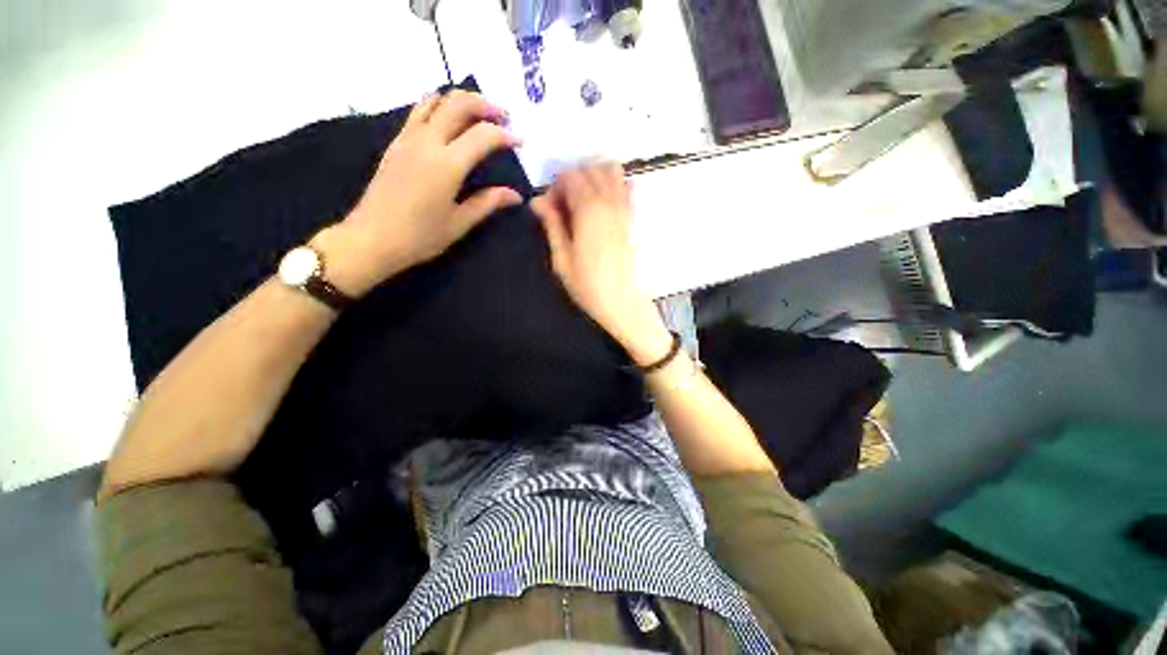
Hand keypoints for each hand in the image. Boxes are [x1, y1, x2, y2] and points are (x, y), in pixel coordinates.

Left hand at [314, 90, 523, 296]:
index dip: (506, 135)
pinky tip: (449, 121)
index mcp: (447, 165)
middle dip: (486, 105)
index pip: (483, 135)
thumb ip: (488, 203)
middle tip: (504, 117)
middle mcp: (427, 142)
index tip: (521, 142)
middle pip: (458, 104)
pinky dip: (439, 106)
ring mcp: (408, 138)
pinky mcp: (396, 143)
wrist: (372, 238)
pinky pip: (419, 111)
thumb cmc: (420, 236)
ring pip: (436, 100)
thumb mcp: (460, 223)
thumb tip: (515, 195)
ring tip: (480, 115)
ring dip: (462, 101)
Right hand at [532, 163, 672, 364]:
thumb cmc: (589, 286)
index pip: (569, 176)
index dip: (555, 187)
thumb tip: (537, 200)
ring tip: (584, 200)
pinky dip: (615, 185)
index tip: (550, 209)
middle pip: (589, 168)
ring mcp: (626, 208)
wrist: (624, 302)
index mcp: (588, 210)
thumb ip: (552, 225)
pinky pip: (629, 186)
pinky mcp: (635, 218)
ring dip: (594, 176)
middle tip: (565, 205)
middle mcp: (609, 201)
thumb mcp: (562, 259)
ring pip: (612, 170)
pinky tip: (605, 204)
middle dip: (573, 179)